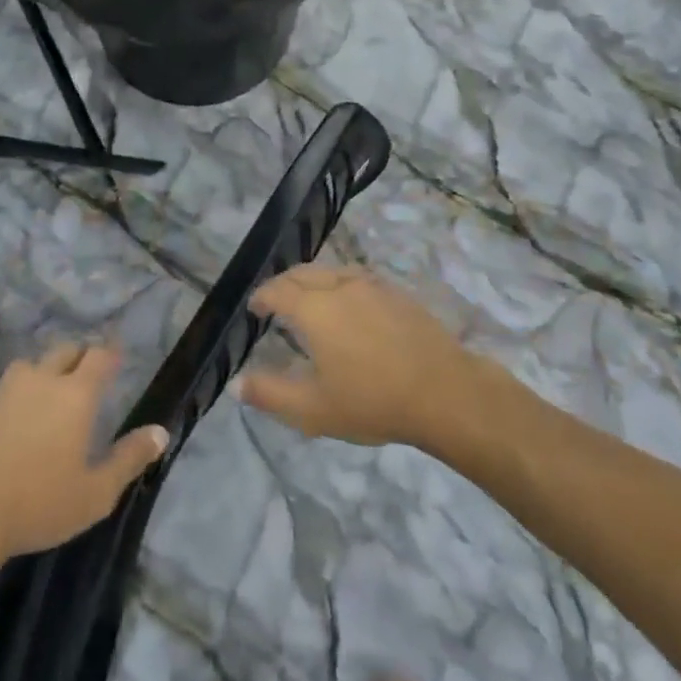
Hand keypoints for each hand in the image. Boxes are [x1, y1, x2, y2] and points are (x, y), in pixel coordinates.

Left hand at [0, 343, 167, 566]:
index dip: (110, 354)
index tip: (117, 357)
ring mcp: (0, 393)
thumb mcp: (95, 493)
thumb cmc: (38, 504)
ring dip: (39, 376)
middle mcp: (39, 381)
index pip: (99, 356)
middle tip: (83, 375)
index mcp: (74, 395)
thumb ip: (130, 459)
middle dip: (77, 356)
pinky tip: (2, 432)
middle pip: (63, 351)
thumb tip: (161, 432)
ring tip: (43, 399)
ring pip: (26, 369)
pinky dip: (5, 406)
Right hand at [235, 264, 475, 448]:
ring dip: (312, 281)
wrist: (444, 392)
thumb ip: (270, 394)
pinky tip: (348, 305)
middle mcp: (339, 285)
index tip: (254, 308)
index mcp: (314, 308)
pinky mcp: (396, 292)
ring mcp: (372, 285)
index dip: (261, 296)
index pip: (277, 290)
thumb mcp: (313, 409)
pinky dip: (339, 284)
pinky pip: (356, 277)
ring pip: (331, 271)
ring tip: (309, 301)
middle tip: (275, 302)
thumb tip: (236, 384)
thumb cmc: (373, 401)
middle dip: (283, 284)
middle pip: (302, 273)